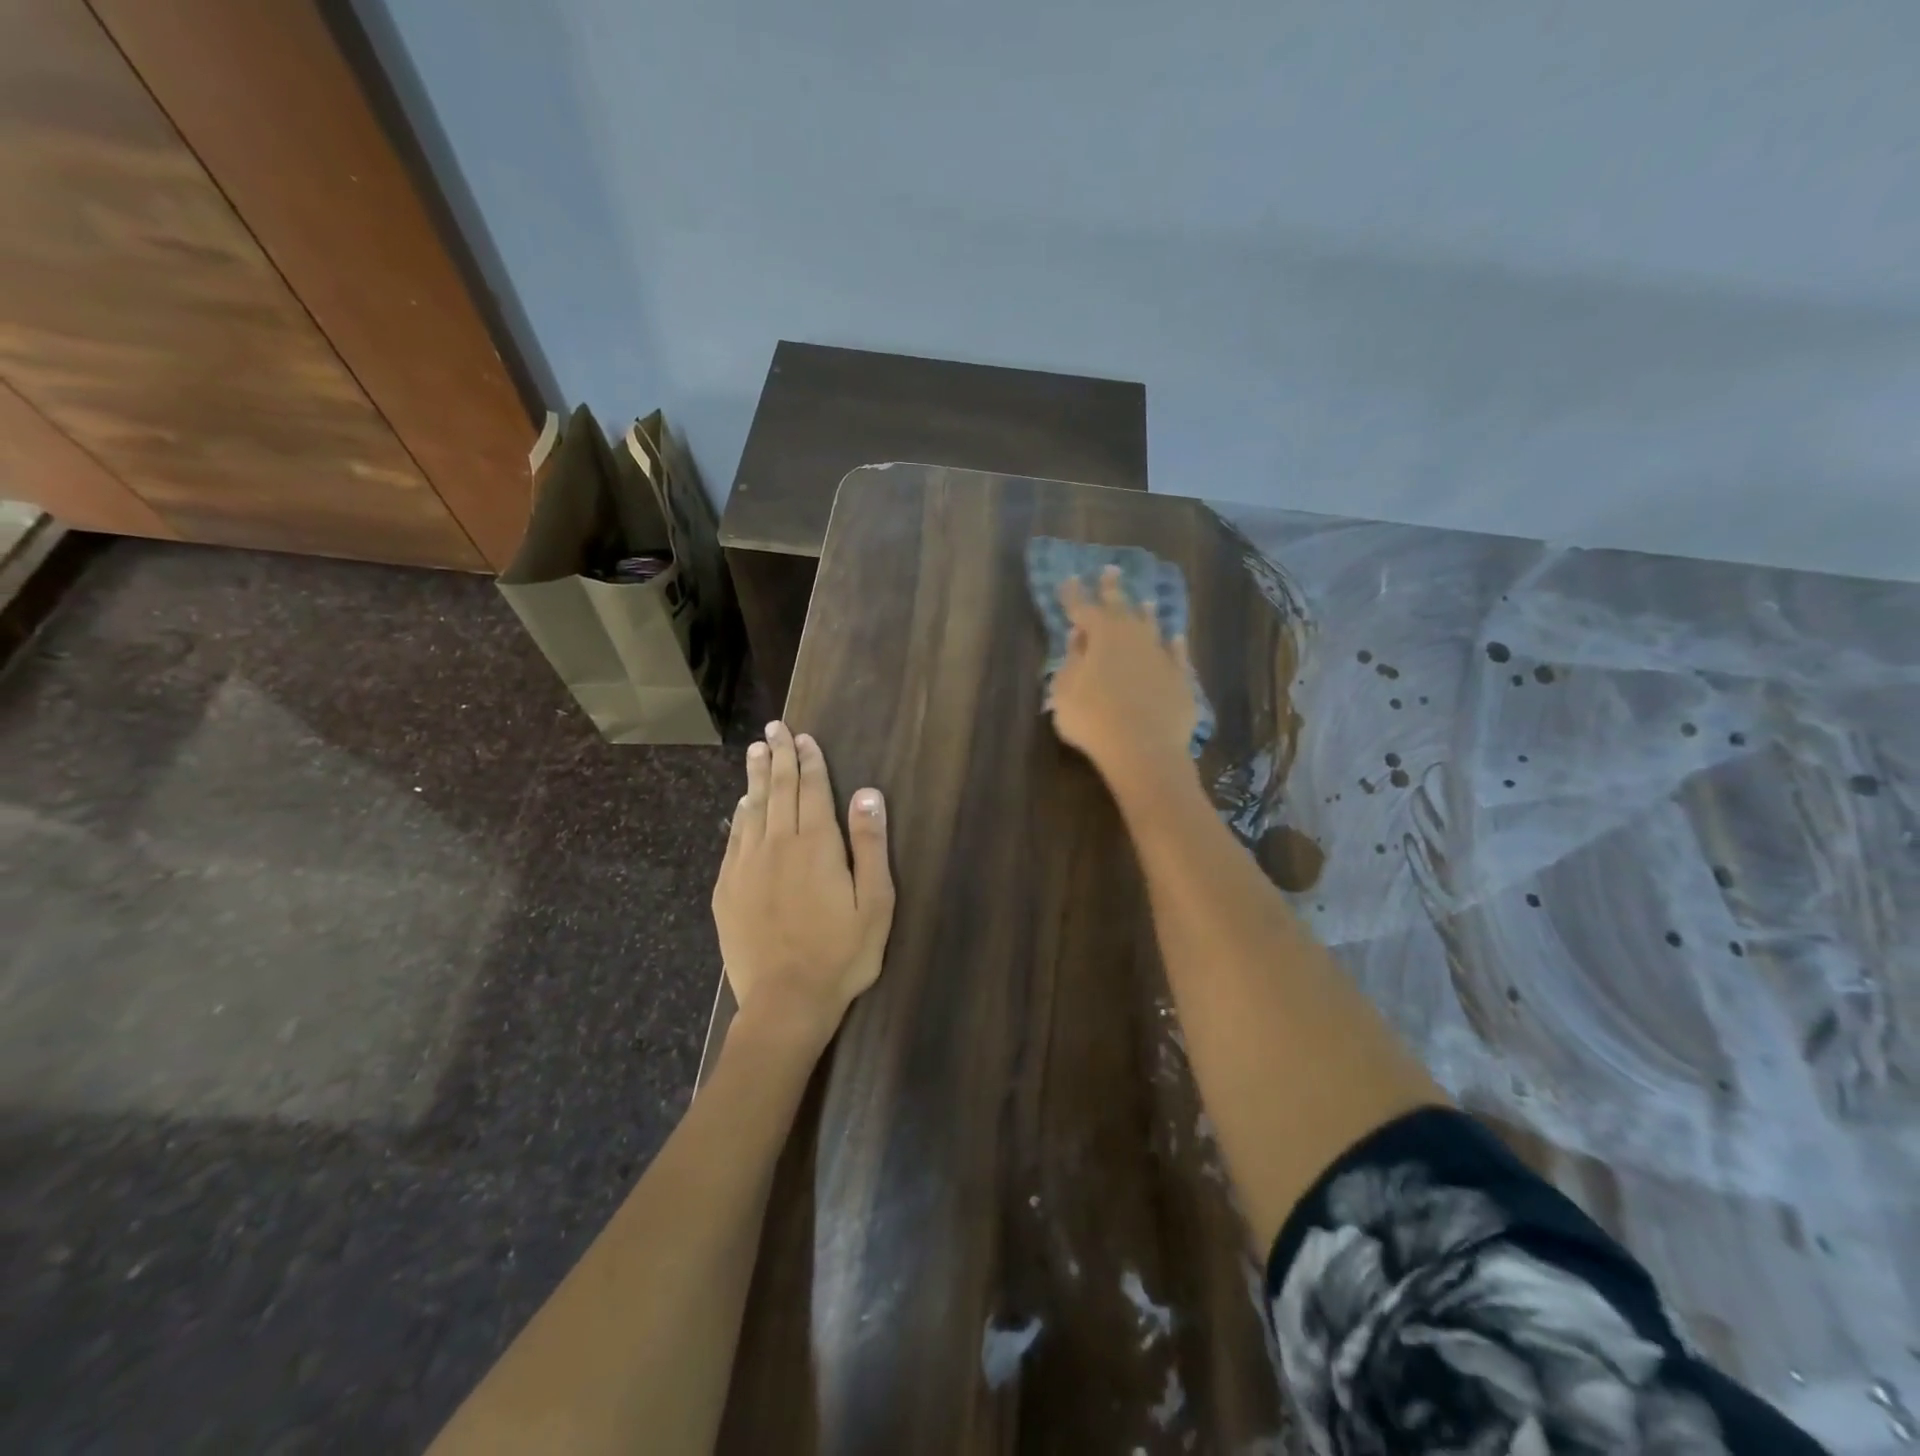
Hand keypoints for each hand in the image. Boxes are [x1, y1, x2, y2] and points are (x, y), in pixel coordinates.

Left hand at [711, 721, 895, 1051]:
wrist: (785, 1001)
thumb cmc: (842, 953)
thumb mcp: (875, 903)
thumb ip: (871, 845)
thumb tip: (868, 793)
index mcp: (816, 845)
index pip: (812, 789)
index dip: (810, 761)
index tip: (804, 737)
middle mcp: (777, 844)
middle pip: (779, 790)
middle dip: (779, 756)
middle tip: (775, 728)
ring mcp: (747, 866)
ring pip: (752, 808)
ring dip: (756, 776)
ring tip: (756, 750)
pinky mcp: (727, 889)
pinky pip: (734, 839)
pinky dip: (739, 814)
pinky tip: (742, 804)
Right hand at [1048, 566, 1197, 792]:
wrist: (1145, 749)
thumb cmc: (1093, 720)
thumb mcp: (1064, 692)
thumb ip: (1070, 661)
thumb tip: (1078, 637)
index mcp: (1101, 636)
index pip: (1083, 608)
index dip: (1073, 594)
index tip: (1068, 578)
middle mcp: (1133, 636)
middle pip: (1121, 607)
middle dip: (1112, 589)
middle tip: (1110, 569)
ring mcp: (1161, 655)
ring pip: (1152, 626)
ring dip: (1145, 613)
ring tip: (1145, 601)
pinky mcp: (1180, 677)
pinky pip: (1177, 653)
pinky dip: (1174, 644)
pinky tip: (1176, 637)